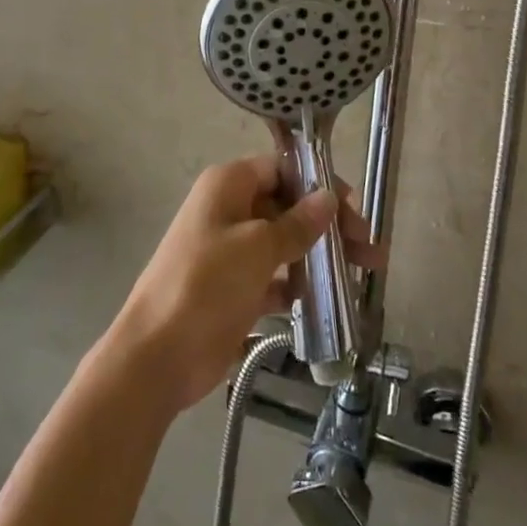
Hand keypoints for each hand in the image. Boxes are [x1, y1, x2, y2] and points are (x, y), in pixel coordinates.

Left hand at [106, 157, 383, 415]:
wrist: (157, 356)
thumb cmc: (205, 285)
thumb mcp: (257, 248)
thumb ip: (297, 224)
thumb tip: (328, 198)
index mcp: (229, 185)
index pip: (282, 169)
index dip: (318, 184)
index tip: (352, 208)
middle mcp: (230, 210)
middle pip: (288, 206)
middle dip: (328, 225)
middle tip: (369, 249)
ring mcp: (231, 251)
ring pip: (285, 243)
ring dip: (320, 256)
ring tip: (362, 274)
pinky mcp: (235, 289)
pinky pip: (275, 277)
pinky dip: (298, 285)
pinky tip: (326, 301)